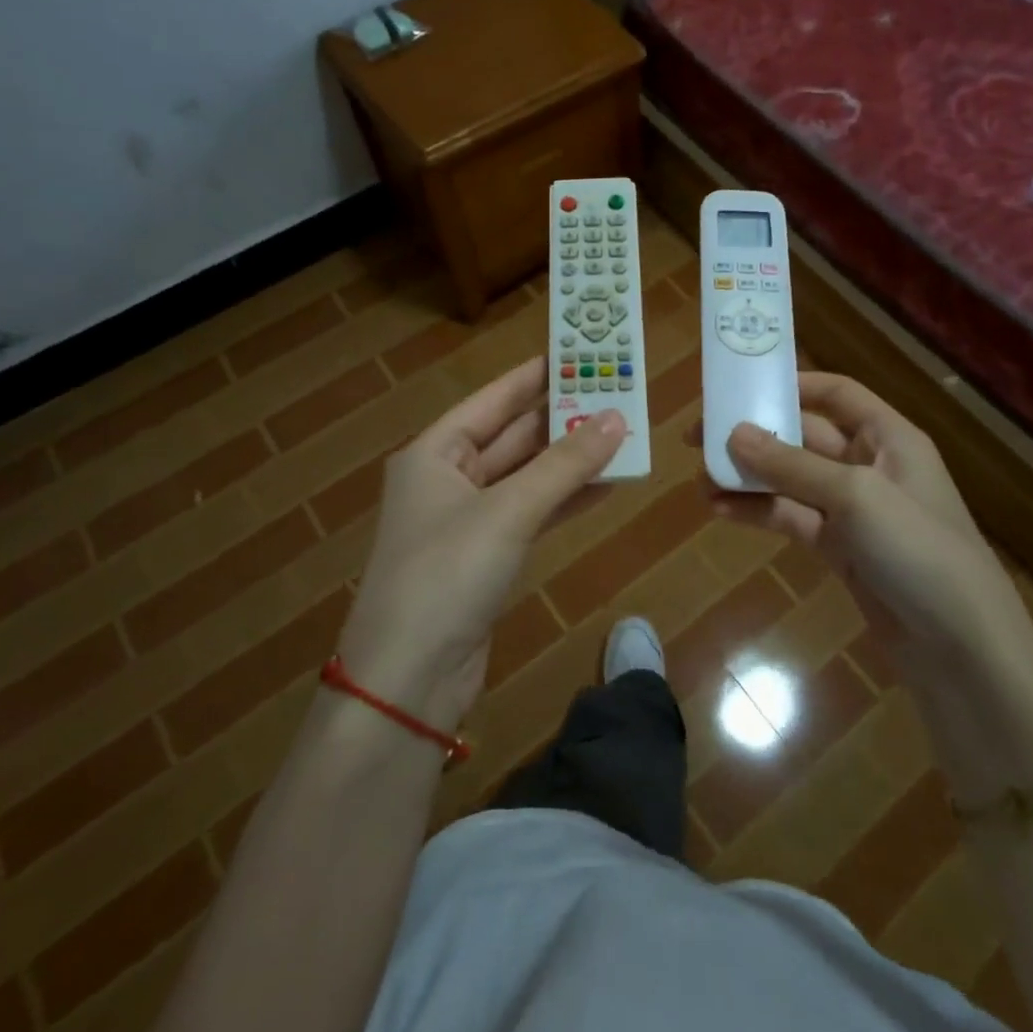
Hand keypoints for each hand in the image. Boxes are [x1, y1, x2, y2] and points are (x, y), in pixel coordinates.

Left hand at [338, 357, 625, 727]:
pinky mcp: (488, 556)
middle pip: (514, 436)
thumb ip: (564, 464)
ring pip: (529, 476)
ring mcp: (469, 520)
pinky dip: (567, 499)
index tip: (579, 351)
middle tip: (616, 392)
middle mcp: (448, 479)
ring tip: (624, 434)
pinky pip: (534, 513)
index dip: (536, 375)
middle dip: (563, 418)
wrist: (408, 680)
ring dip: (571, 459)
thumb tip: (617, 419)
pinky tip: (608, 484)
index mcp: (435, 453)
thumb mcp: (508, 511)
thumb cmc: (446, 575)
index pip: (493, 399)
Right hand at [714, 373, 1023, 668]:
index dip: (793, 385)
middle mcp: (869, 466)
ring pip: (791, 481)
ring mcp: (852, 510)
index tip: (741, 388)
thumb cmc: (917, 549)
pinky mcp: (839, 549)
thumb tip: (734, 433)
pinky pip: (791, 518)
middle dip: (756, 436)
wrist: (960, 646)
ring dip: (749, 477)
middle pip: (804, 437)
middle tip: (700, 437)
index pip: (837, 394)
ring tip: (702, 479)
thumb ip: (792, 465)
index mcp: (888, 437)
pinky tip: (721, 511)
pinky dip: (759, 512)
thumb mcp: (856, 496)